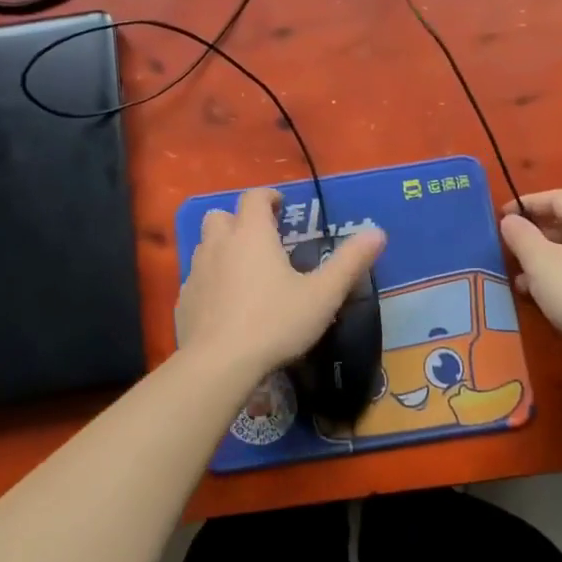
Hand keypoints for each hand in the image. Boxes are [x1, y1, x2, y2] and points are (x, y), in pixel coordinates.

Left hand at [175, 188, 386, 382]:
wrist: (218, 364)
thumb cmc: (274, 322)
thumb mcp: (323, 294)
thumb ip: (350, 262)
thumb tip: (378, 232)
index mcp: (252, 235)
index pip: (254, 198)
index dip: (268, 197)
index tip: (281, 206)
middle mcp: (219, 245)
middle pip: (221, 216)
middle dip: (239, 220)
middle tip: (261, 239)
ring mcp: (197, 273)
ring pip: (205, 246)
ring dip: (223, 249)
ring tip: (245, 271)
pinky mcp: (183, 301)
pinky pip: (197, 279)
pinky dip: (211, 281)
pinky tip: (226, 305)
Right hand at [499, 189, 561, 352]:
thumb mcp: (540, 263)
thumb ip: (521, 236)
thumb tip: (511, 220)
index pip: (556, 197)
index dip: (525, 205)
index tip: (502, 219)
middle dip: (538, 238)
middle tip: (514, 255)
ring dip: (554, 261)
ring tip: (529, 285)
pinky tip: (560, 299)